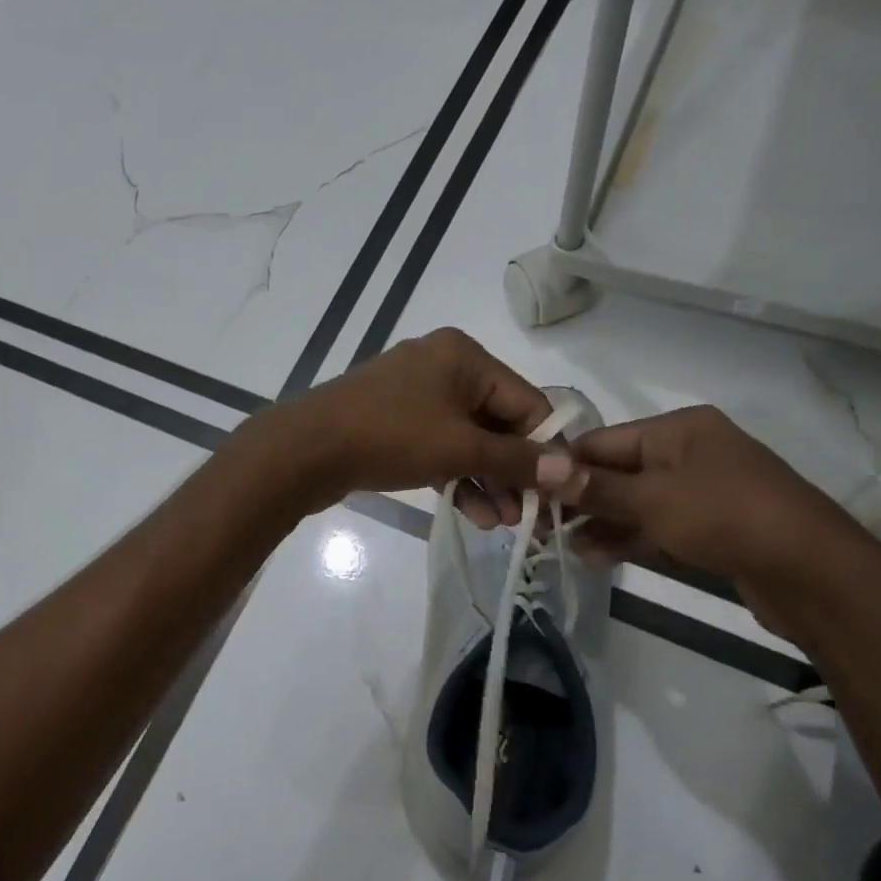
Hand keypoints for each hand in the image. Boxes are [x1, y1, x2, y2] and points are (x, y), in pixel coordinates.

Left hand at [262, 329, 553, 519]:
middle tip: (529, 516)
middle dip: (514, 471)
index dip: (548, 448)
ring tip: (503, 524)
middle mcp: (442, 366)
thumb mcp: (460, 449)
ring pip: (467, 439)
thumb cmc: (389, 437)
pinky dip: (456, 475)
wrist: (305, 450)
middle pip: (498, 421)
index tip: (563, 491)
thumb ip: (518, 459)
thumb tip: (575, 472)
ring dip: (488, 480)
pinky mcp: (394, 422)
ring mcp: (414, 395)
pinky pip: (439, 447)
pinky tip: (474, 513)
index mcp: (464, 356)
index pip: (527, 401)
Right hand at [548, 405, 866, 627]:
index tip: (529, 492)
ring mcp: (701, 491)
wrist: (811, 571)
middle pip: (618, 471)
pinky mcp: (710, 526)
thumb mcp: (652, 499)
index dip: (564, 466)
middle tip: (540, 525)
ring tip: (562, 546)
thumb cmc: (725, 516)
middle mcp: (689, 452)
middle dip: (580, 498)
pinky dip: (627, 537)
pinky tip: (595, 556)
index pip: (603, 440)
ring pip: (635, 502)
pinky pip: (656, 526)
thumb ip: (595, 487)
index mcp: (678, 429)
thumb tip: (541, 468)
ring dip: (600, 523)